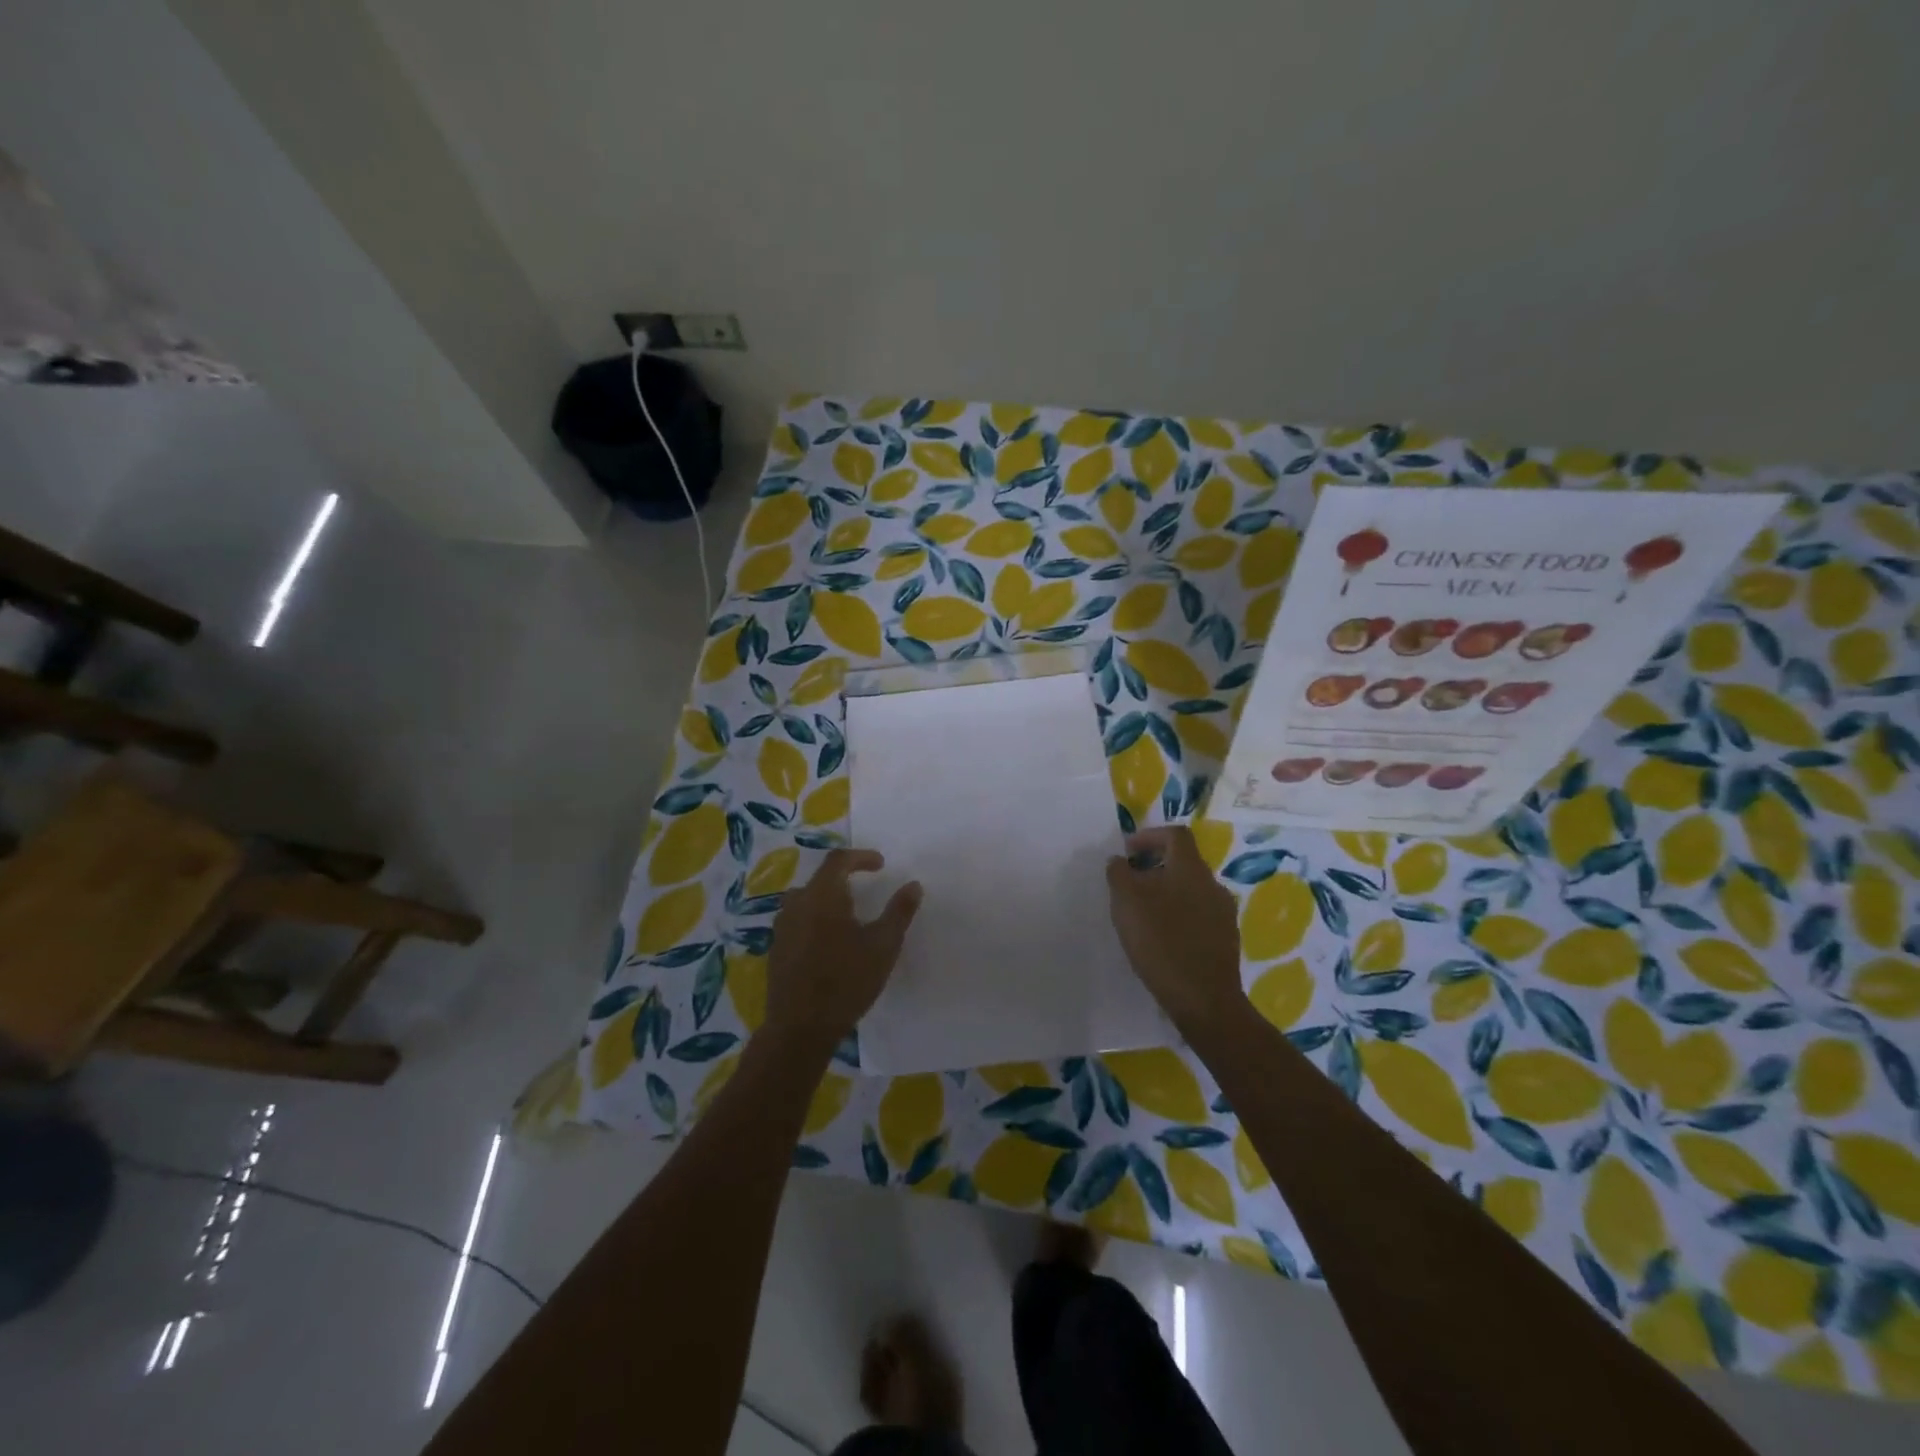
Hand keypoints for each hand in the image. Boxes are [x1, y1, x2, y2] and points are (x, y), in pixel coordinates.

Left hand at [767, 849, 921, 1047]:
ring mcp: (782, 928)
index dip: (861, 856)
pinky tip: (828, 942)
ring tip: (846, 914)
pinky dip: (814, 919)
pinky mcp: (776, 950)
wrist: (800, 1028)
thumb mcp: (883, 946)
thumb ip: (899, 911)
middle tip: (864, 887)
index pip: (838, 860)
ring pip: (804, 900)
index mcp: (823, 896)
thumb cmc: (846, 981)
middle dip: (843, 877)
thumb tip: (913, 885)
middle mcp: (797, 904)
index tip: (881, 865)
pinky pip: (796, 921)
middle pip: (819, 878)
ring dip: (826, 899)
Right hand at [1106, 825, 1247, 1036]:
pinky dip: (1179, 916)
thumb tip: (1119, 861)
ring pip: (1191, 890)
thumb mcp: (1126, 902)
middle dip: (1155, 867)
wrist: (1204, 999)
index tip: (1128, 852)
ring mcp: (1223, 913)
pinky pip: (1199, 915)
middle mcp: (1212, 884)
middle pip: (1184, 862)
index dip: (1150, 836)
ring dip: (1167, 893)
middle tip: (1130, 884)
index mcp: (1191, 868)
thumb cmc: (1161, 941)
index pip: (1175, 834)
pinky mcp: (1225, 940)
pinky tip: (1163, 938)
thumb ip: (1119, 874)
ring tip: (1143, 913)